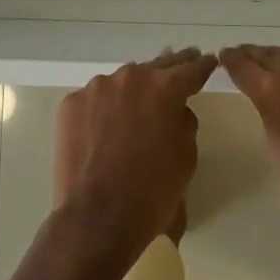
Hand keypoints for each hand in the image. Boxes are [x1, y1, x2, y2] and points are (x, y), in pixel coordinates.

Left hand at [54, 48, 215, 261]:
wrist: (97, 218)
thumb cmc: (152, 191)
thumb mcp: (186, 157)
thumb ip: (184, 123)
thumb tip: (173, 112)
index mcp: (164, 88)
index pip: (191, 69)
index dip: (202, 66)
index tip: (208, 61)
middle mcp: (130, 78)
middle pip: (156, 67)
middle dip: (171, 68)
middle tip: (182, 61)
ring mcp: (96, 88)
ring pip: (121, 83)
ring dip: (131, 91)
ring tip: (135, 105)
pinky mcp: (71, 104)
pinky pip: (94, 100)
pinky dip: (102, 109)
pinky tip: (103, 129)